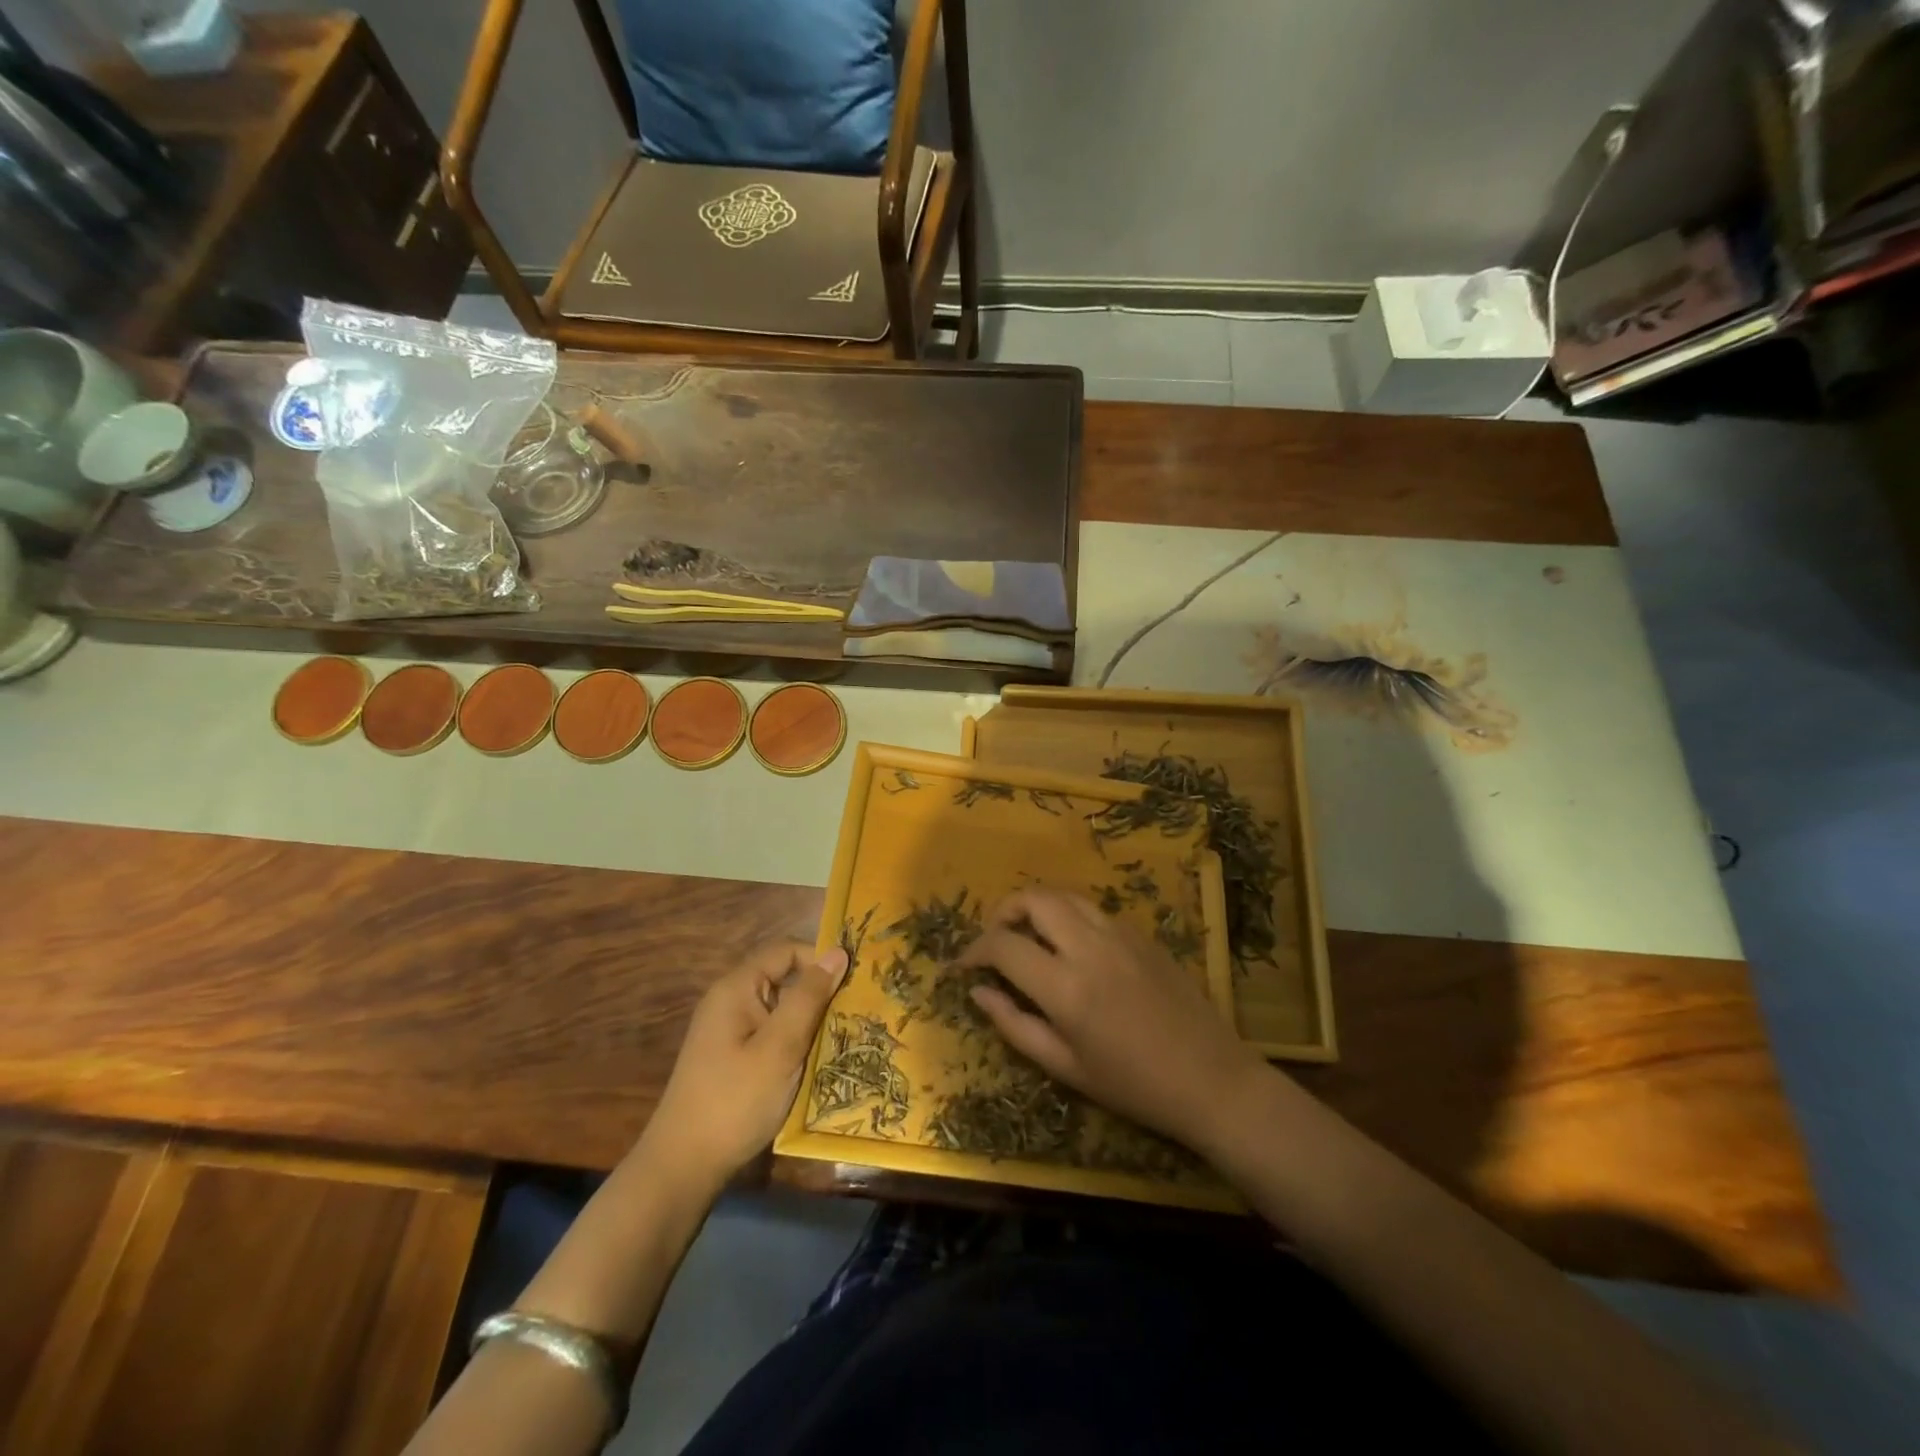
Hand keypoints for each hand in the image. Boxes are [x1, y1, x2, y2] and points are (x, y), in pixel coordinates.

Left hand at [639, 940, 847, 1196]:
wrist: (683, 1167)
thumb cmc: (735, 1100)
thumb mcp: (780, 1047)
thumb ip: (809, 997)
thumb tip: (837, 952)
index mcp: (736, 988)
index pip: (786, 951)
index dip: (820, 959)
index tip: (855, 982)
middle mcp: (730, 1001)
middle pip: (783, 978)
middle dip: (819, 992)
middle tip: (855, 1011)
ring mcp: (729, 1031)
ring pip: (780, 1008)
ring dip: (809, 1020)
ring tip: (843, 1036)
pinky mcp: (732, 1057)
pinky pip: (771, 1033)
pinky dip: (794, 1040)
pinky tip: (815, 1062)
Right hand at [960, 888, 1267, 1154]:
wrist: (1211, 1079)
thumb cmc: (1133, 1086)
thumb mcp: (1065, 1067)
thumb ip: (1014, 1025)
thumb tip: (978, 991)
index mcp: (1066, 987)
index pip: (1004, 945)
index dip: (974, 950)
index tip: (964, 965)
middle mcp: (1090, 947)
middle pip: (1033, 898)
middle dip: (1002, 911)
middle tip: (994, 940)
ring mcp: (1120, 934)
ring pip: (1064, 895)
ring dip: (1035, 906)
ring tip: (1026, 935)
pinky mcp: (1141, 933)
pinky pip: (1092, 909)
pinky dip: (1067, 915)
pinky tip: (1069, 946)